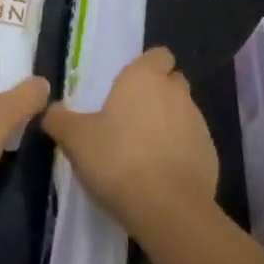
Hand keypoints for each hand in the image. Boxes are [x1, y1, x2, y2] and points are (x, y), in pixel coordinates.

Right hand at [42, 47, 217, 237]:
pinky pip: (193, 144)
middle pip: (172, 82)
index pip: (158, 55)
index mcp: (144, 78)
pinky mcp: (211, 155)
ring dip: (169, 124)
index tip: (128, 87)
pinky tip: (161, 174)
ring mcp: (198, 124)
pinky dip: (180, 152)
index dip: (146, 67)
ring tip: (144, 150)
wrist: (168, 208)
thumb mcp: (76, 139)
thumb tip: (52, 111)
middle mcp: (176, 93)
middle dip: (158, 93)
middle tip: (131, 118)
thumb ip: (60, 120)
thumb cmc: (118, 160)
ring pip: (184, 113)